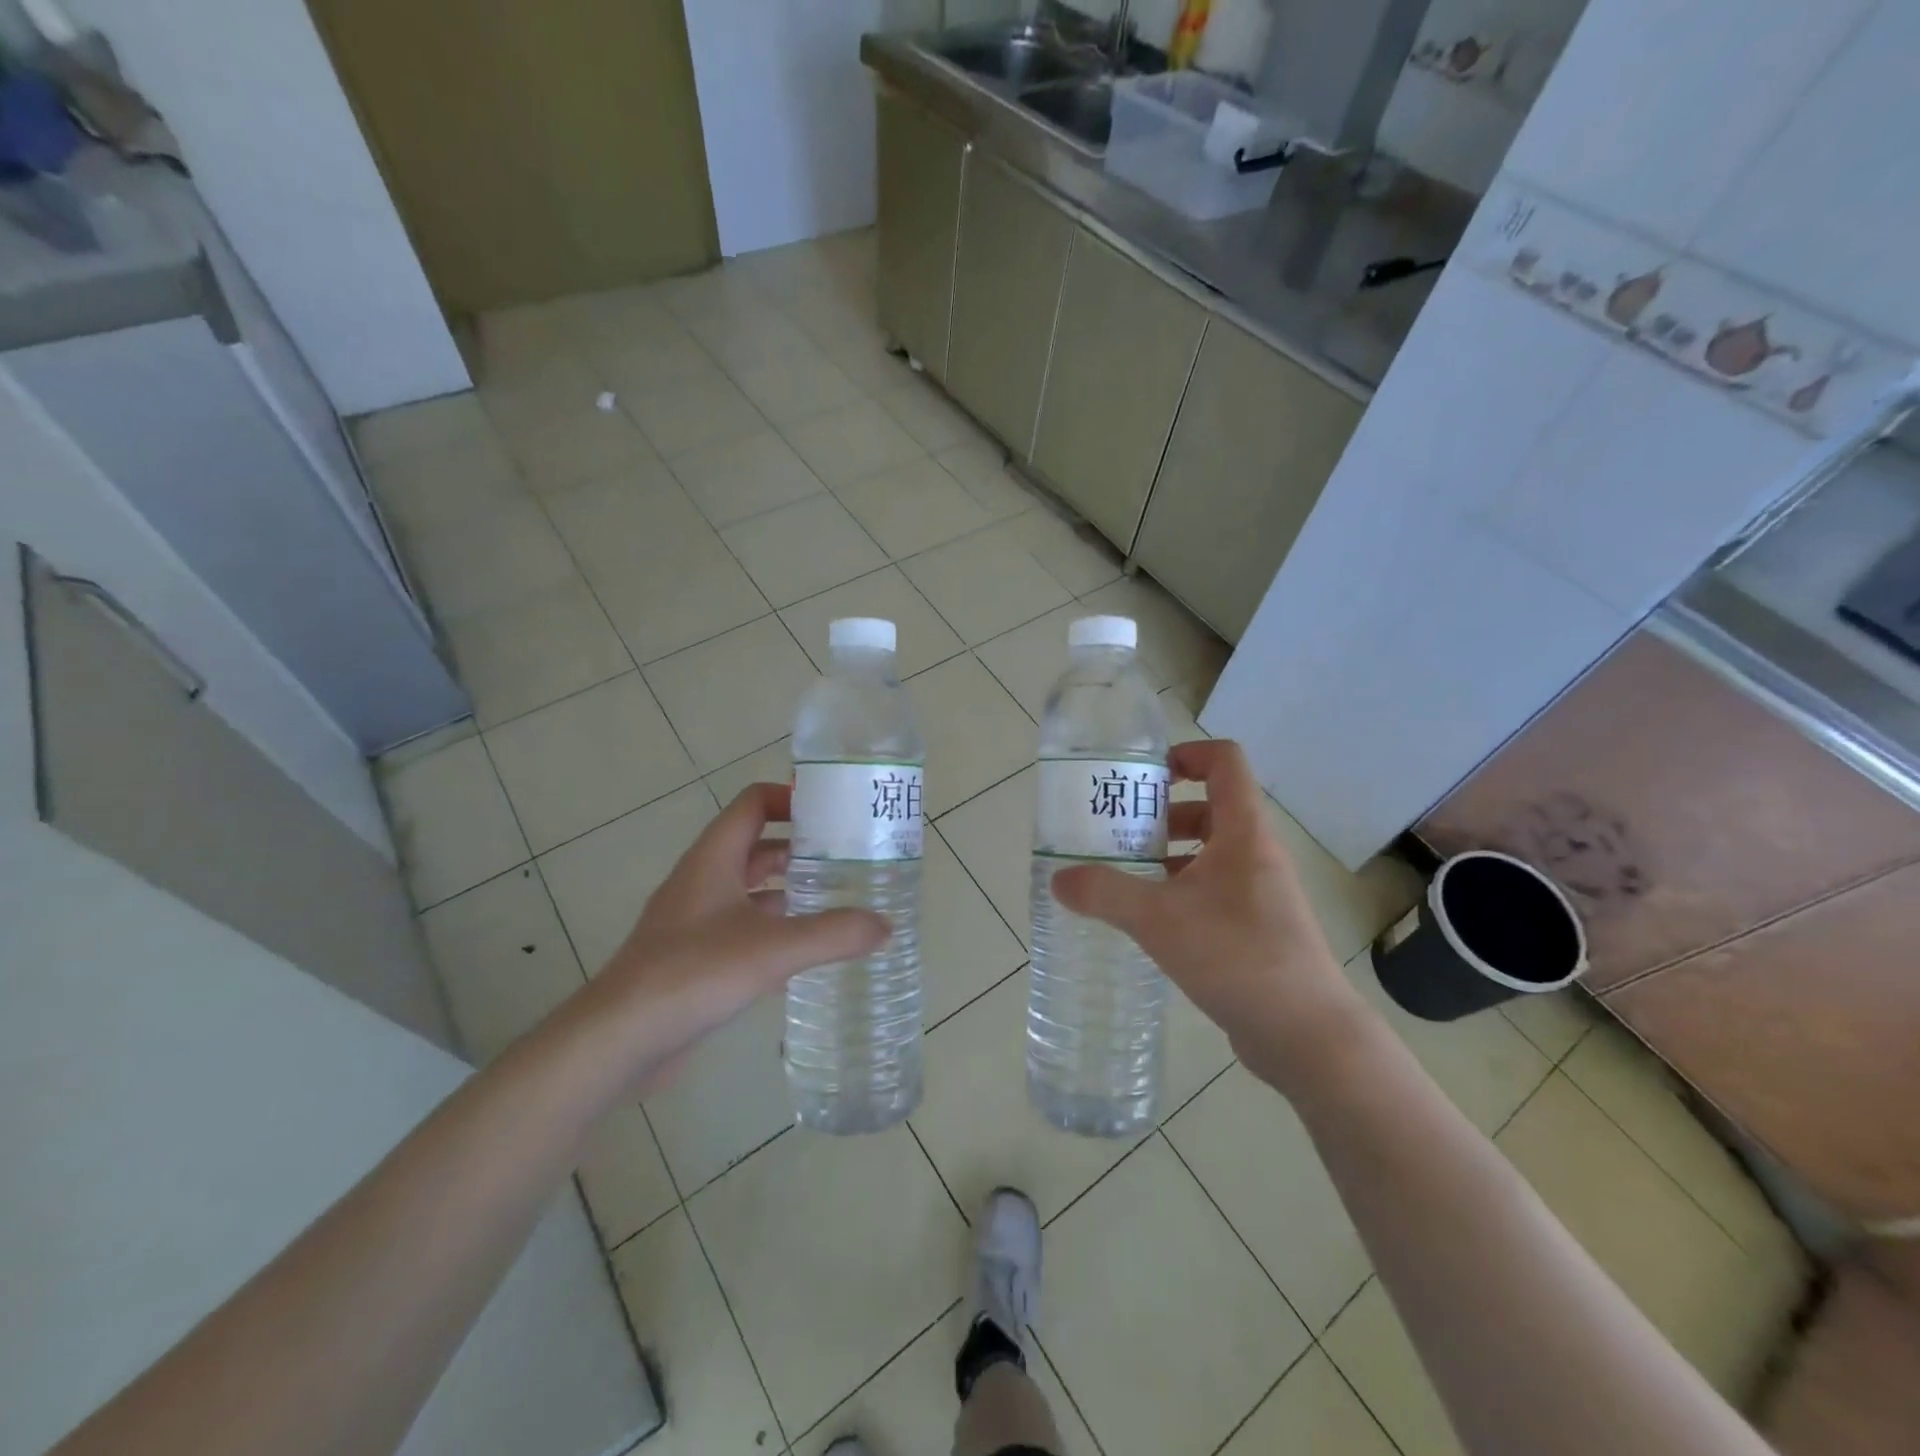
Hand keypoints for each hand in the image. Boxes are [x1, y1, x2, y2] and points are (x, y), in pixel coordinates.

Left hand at [573, 783, 887, 1093]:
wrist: (618, 1039)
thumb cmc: (692, 974)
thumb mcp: (772, 949)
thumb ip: (833, 934)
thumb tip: (886, 925)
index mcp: (714, 858)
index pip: (753, 803)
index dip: (791, 798)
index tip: (834, 812)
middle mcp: (703, 880)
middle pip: (756, 845)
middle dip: (801, 847)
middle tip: (848, 858)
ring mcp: (695, 920)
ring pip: (751, 889)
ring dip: (789, 889)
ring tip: (837, 900)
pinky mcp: (694, 956)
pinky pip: (743, 927)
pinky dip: (775, 928)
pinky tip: (804, 950)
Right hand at [1051, 740, 1369, 1092]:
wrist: (1306, 1034)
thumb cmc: (1236, 956)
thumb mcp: (1158, 919)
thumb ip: (1105, 893)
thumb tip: (1059, 879)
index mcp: (1243, 832)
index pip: (1225, 761)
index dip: (1186, 754)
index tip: (1144, 777)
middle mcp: (1256, 854)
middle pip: (1210, 808)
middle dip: (1161, 815)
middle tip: (1118, 833)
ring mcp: (1261, 893)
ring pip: (1210, 853)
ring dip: (1169, 856)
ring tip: (1125, 877)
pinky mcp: (1258, 929)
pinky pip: (1214, 891)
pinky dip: (1181, 892)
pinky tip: (1150, 922)